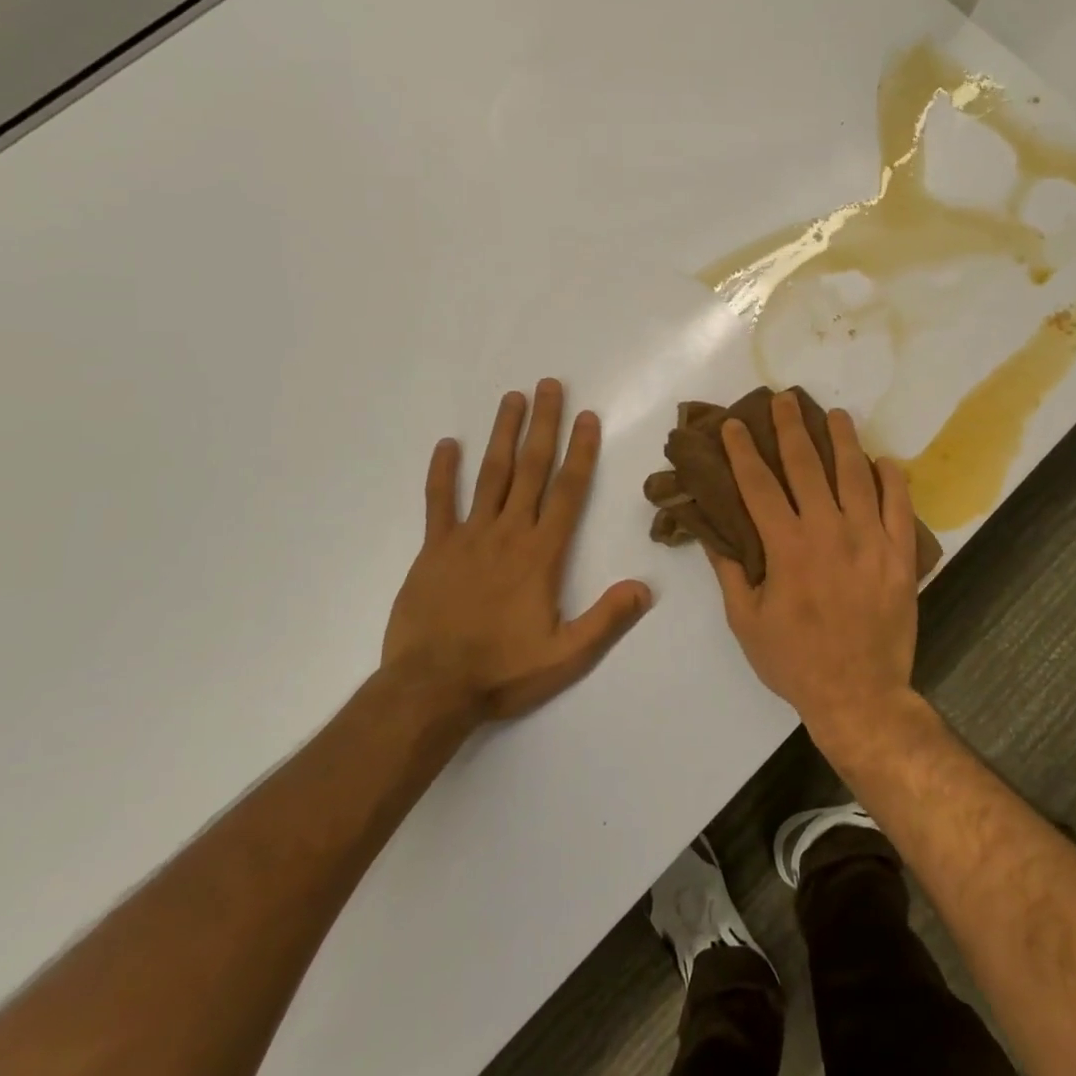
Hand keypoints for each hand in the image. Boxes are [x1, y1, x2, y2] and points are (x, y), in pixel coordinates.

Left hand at [383, 379, 652, 721]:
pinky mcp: (434, 549)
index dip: (580, 451)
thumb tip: (645, 588)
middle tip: (548, 385)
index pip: (568, 491)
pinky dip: (442, 472)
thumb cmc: (502, 671)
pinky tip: (447, 444)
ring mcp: (467, 537)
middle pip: (530, 468)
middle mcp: (508, 533)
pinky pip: (438, 502)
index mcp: (541, 553)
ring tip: (512, 398)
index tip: (587, 417)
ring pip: (489, 474)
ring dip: (502, 433)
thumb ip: (606, 619)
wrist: (429, 690)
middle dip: (542, 425)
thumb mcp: (566, 656)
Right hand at [709, 391, 922, 742]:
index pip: (759, 484)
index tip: (735, 424)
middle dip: (791, 427)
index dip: (744, 450)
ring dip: (843, 440)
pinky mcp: (900, 554)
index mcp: (787, 546)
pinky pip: (900, 506)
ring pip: (855, 475)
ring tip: (835, 415)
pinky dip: (893, 479)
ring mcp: (869, 539)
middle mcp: (828, 530)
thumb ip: (731, 571)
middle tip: (785, 399)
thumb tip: (712, 531)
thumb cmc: (795, 661)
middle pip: (806, 465)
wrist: (860, 696)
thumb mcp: (747, 622)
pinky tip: (885, 461)